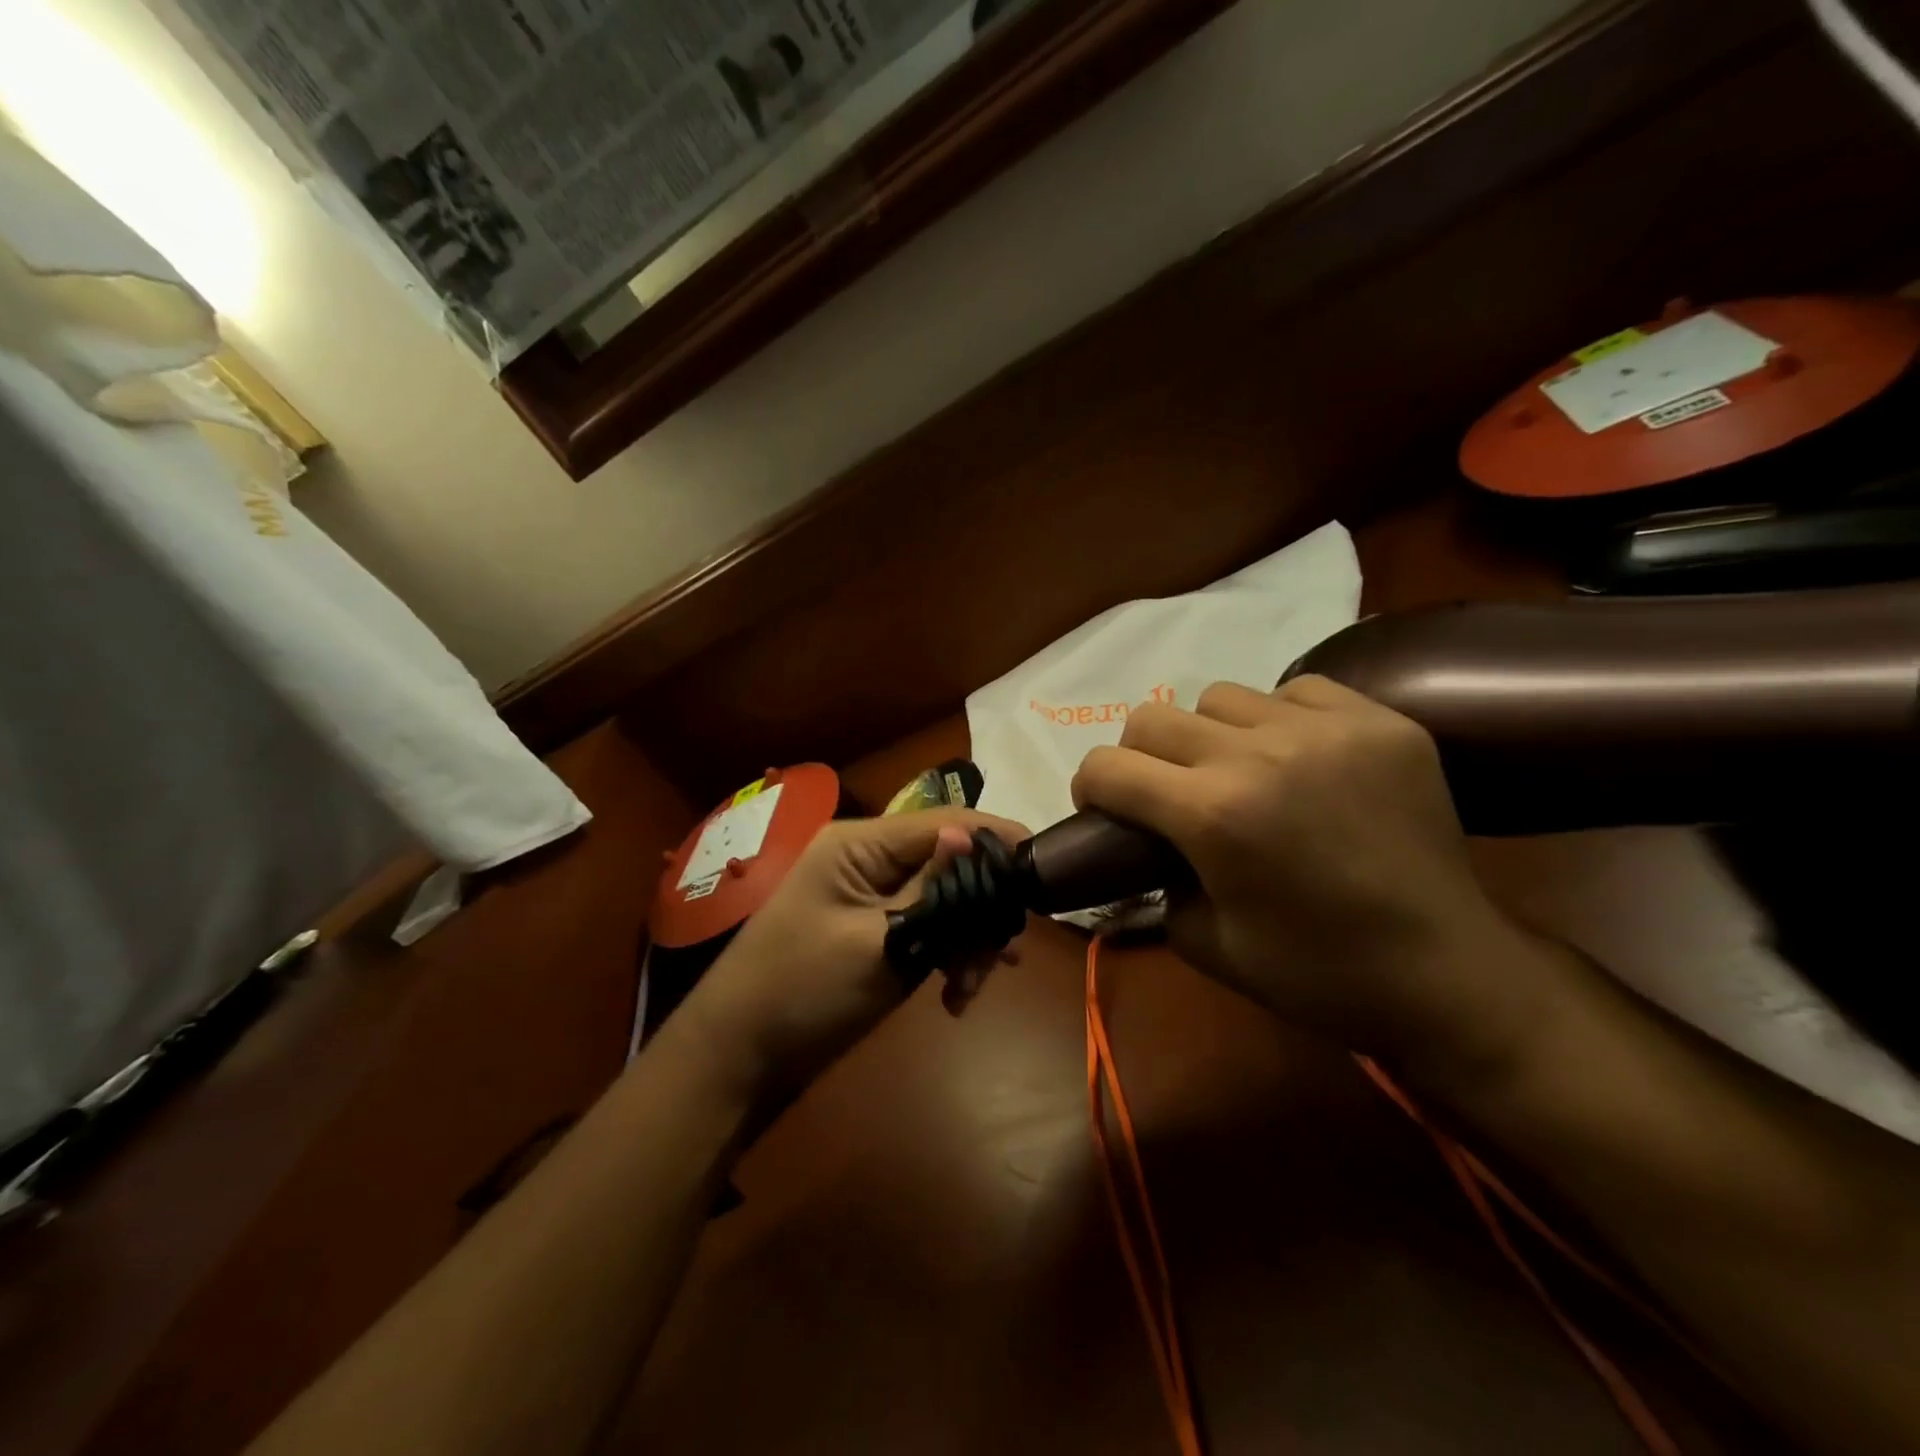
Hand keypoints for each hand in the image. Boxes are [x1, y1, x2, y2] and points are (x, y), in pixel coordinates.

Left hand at [676, 809, 1027, 1099]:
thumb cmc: (803, 991)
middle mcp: (867, 858)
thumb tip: (972, 835)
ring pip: (943, 899)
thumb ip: (931, 890)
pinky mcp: (873, 928)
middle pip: (948, 862)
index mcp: (860, 844)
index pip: (943, 822)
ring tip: (973, 986)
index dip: (996, 839)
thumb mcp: (877, 942)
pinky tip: (955, 996)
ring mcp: (869, 895)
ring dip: (967, 938)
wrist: (738, 1057)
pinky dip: (946, 954)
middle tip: (1004, 955)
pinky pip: (925, 926)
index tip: (1044, 868)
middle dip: (981, 906)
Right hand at [1071, 676, 1546, 1065]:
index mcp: (1212, 814)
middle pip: (1151, 718)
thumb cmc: (1319, 974)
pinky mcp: (1379, 721)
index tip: (1105, 810)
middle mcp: (1259, 754)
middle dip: (1138, 759)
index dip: (1090, 788)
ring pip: (1219, 696)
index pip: (1107, 766)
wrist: (1449, 973)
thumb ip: (1155, 883)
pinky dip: (1278, 720)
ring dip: (1208, 736)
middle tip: (1166, 795)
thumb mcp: (1205, 944)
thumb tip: (1144, 847)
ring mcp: (1325, 729)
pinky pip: (1295, 691)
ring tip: (1238, 772)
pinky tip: (1299, 760)